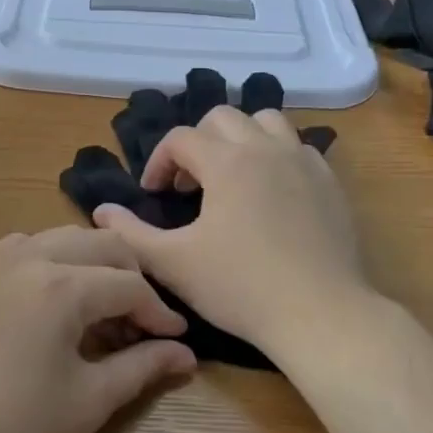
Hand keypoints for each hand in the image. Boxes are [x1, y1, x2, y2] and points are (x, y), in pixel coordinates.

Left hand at [0, 227, 197, 432]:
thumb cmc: (13, 426)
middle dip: (133, 278)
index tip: (176, 340)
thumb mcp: (88, 401)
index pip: (130, 285)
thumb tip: (186, 355)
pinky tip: (58, 301)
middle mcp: (32, 255)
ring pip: (66, 238)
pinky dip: (58, 262)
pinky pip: (31, 246)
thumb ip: (142, 368)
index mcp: (62, 285)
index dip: (160, 313)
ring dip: (96, 265)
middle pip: (103, 245)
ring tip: (104, 311)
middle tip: (143, 322)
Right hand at [92, 106, 377, 364]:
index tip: (153, 193)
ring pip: (267, 121)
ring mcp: (303, 162)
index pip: (180, 138)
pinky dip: (277, 156)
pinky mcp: (330, 183)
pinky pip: (299, 148)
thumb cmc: (241, 288)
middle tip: (189, 185)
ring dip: (241, 138)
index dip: (159, 161)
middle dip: (197, 142)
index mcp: (226, 161)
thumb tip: (101, 211)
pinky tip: (272, 192)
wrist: (320, 314)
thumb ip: (131, 234)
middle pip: (222, 117)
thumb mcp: (174, 264)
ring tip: (232, 174)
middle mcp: (266, 148)